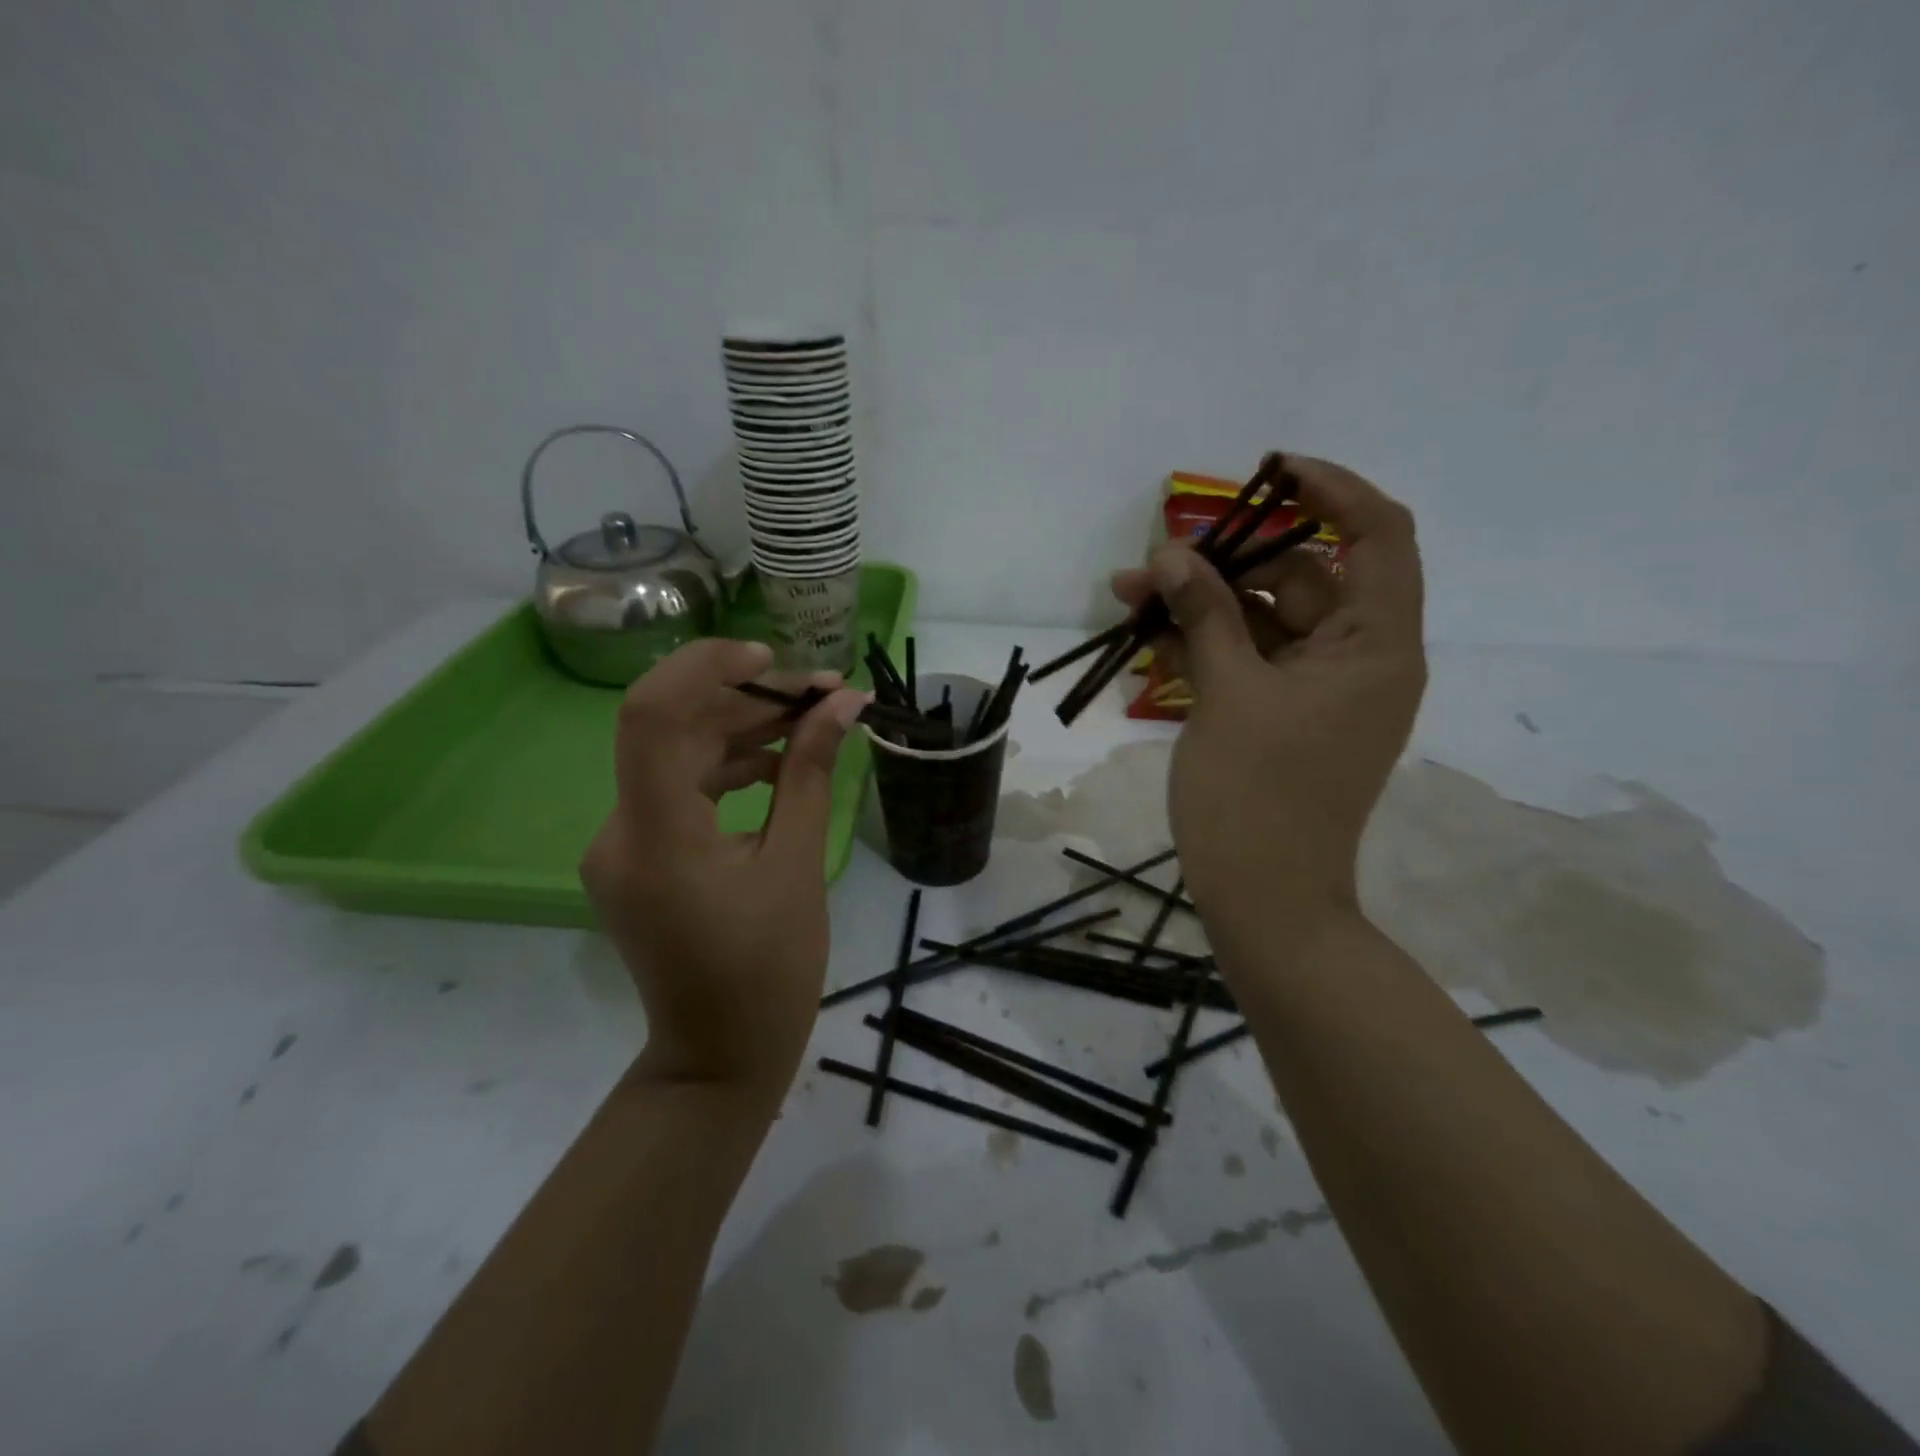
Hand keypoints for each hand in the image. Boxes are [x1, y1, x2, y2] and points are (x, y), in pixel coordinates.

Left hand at [580, 639, 869, 1099]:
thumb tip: (843, 703)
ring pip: (678, 755)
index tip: (771, 657)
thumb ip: (811, 772)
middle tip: (822, 691)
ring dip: (742, 729)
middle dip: (747, 698)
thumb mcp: (798, 862)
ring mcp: (623, 843)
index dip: (706, 667)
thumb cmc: (770, 969)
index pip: (652, 715)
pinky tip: (779, 762)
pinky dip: (727, 767)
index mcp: (657, 835)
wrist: (720, 1054)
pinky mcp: (639, 855)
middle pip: (673, 728)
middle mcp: (620, 830)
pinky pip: (679, 789)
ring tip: (813, 718)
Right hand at [1112, 455, 1426, 933]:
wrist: (1262, 898)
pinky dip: (1207, 643)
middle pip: (1304, 578)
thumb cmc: (1256, 796)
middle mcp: (1359, 658)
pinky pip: (1249, 659)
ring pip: (1266, 619)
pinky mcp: (1284, 715)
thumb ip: (1204, 614)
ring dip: (1204, 603)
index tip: (1269, 472)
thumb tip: (1172, 553)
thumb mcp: (1227, 693)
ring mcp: (1319, 690)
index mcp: (1376, 646)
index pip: (1378, 537)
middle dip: (1228, 561)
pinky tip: (1151, 634)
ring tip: (1131, 595)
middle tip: (1156, 560)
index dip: (1332, 490)